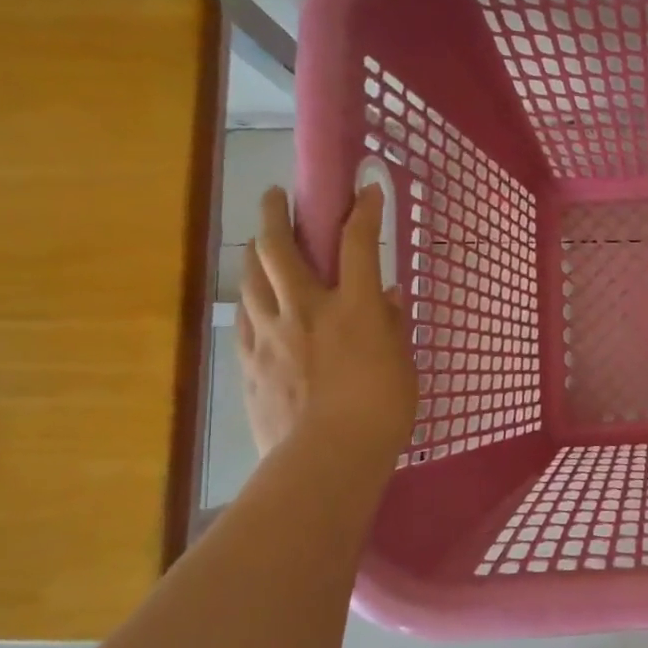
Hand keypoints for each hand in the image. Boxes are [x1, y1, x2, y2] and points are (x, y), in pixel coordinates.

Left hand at [237, 184, 416, 460]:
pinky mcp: (249, 360)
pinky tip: (254, 301)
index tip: (366, 189)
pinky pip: (245, 317)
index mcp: (354, 307)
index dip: (364, 210)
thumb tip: (388, 297)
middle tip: (275, 198)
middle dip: (277, 214)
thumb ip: (392, 325)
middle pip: (280, 248)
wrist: (327, 457)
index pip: (359, 243)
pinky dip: (251, 299)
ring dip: (255, 252)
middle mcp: (306, 308)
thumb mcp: (402, 364)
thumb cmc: (381, 411)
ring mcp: (271, 334)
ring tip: (259, 244)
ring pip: (251, 278)